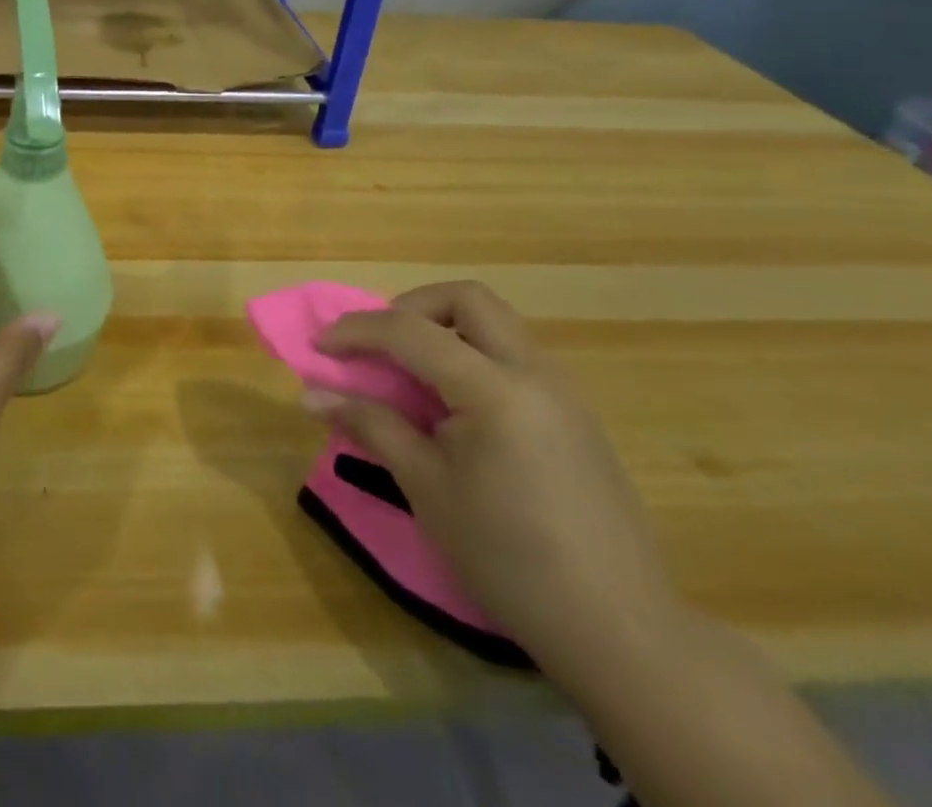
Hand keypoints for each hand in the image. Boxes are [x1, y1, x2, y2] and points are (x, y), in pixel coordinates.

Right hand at [306, 281, 683, 679]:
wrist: (620, 631)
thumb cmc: (509, 558)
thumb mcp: (426, 488)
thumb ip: (371, 426)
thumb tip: (311, 395)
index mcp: (494, 389)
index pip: (411, 331)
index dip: (357, 330)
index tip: (318, 347)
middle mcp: (533, 372)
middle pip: (466, 299)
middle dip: (411, 307)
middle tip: (380, 346)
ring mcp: (560, 391)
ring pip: (494, 323)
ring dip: (443, 328)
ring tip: (410, 374)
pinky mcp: (573, 415)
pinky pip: (512, 356)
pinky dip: (471, 356)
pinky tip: (454, 407)